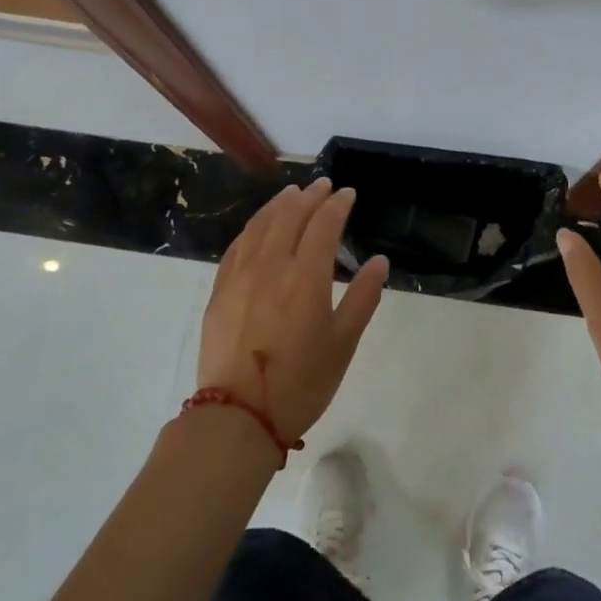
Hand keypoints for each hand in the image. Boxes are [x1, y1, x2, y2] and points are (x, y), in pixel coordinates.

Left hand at [198, 179, 388, 442]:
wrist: (238, 415)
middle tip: (323, 185)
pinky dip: (253, 226)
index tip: (347, 193)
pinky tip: (259, 226)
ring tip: (292, 193)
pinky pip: (237, 245)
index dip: (337, 204)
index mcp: (306, 276)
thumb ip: (363, 297)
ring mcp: (240, 276)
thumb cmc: (301, 382)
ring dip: (279, 204)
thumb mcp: (343, 343)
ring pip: (260, 225)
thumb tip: (379, 261)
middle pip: (290, 216)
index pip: (323, 224)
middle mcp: (271, 266)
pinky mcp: (220, 290)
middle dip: (309, 196)